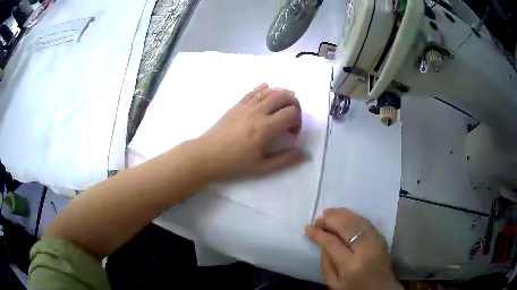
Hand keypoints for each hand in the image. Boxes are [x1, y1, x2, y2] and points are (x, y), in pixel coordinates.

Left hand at [197, 83, 305, 180]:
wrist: (205, 156)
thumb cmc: (233, 164)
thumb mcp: (261, 168)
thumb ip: (284, 160)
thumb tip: (304, 153)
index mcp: (265, 127)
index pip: (292, 112)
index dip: (298, 121)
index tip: (292, 133)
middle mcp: (257, 111)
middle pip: (284, 95)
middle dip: (294, 104)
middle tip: (291, 117)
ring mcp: (246, 105)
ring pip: (270, 90)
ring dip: (282, 94)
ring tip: (283, 106)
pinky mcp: (237, 104)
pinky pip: (253, 90)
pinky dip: (264, 88)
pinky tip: (266, 90)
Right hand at [305, 208, 402, 289]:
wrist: (380, 288)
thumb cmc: (354, 288)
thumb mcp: (333, 283)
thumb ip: (326, 264)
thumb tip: (322, 243)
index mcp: (350, 265)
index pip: (332, 243)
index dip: (318, 234)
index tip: (308, 228)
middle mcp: (365, 250)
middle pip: (346, 227)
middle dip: (330, 219)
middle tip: (319, 219)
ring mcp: (376, 241)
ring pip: (357, 220)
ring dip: (341, 214)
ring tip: (329, 213)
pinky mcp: (381, 237)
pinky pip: (366, 221)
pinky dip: (353, 216)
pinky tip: (344, 215)